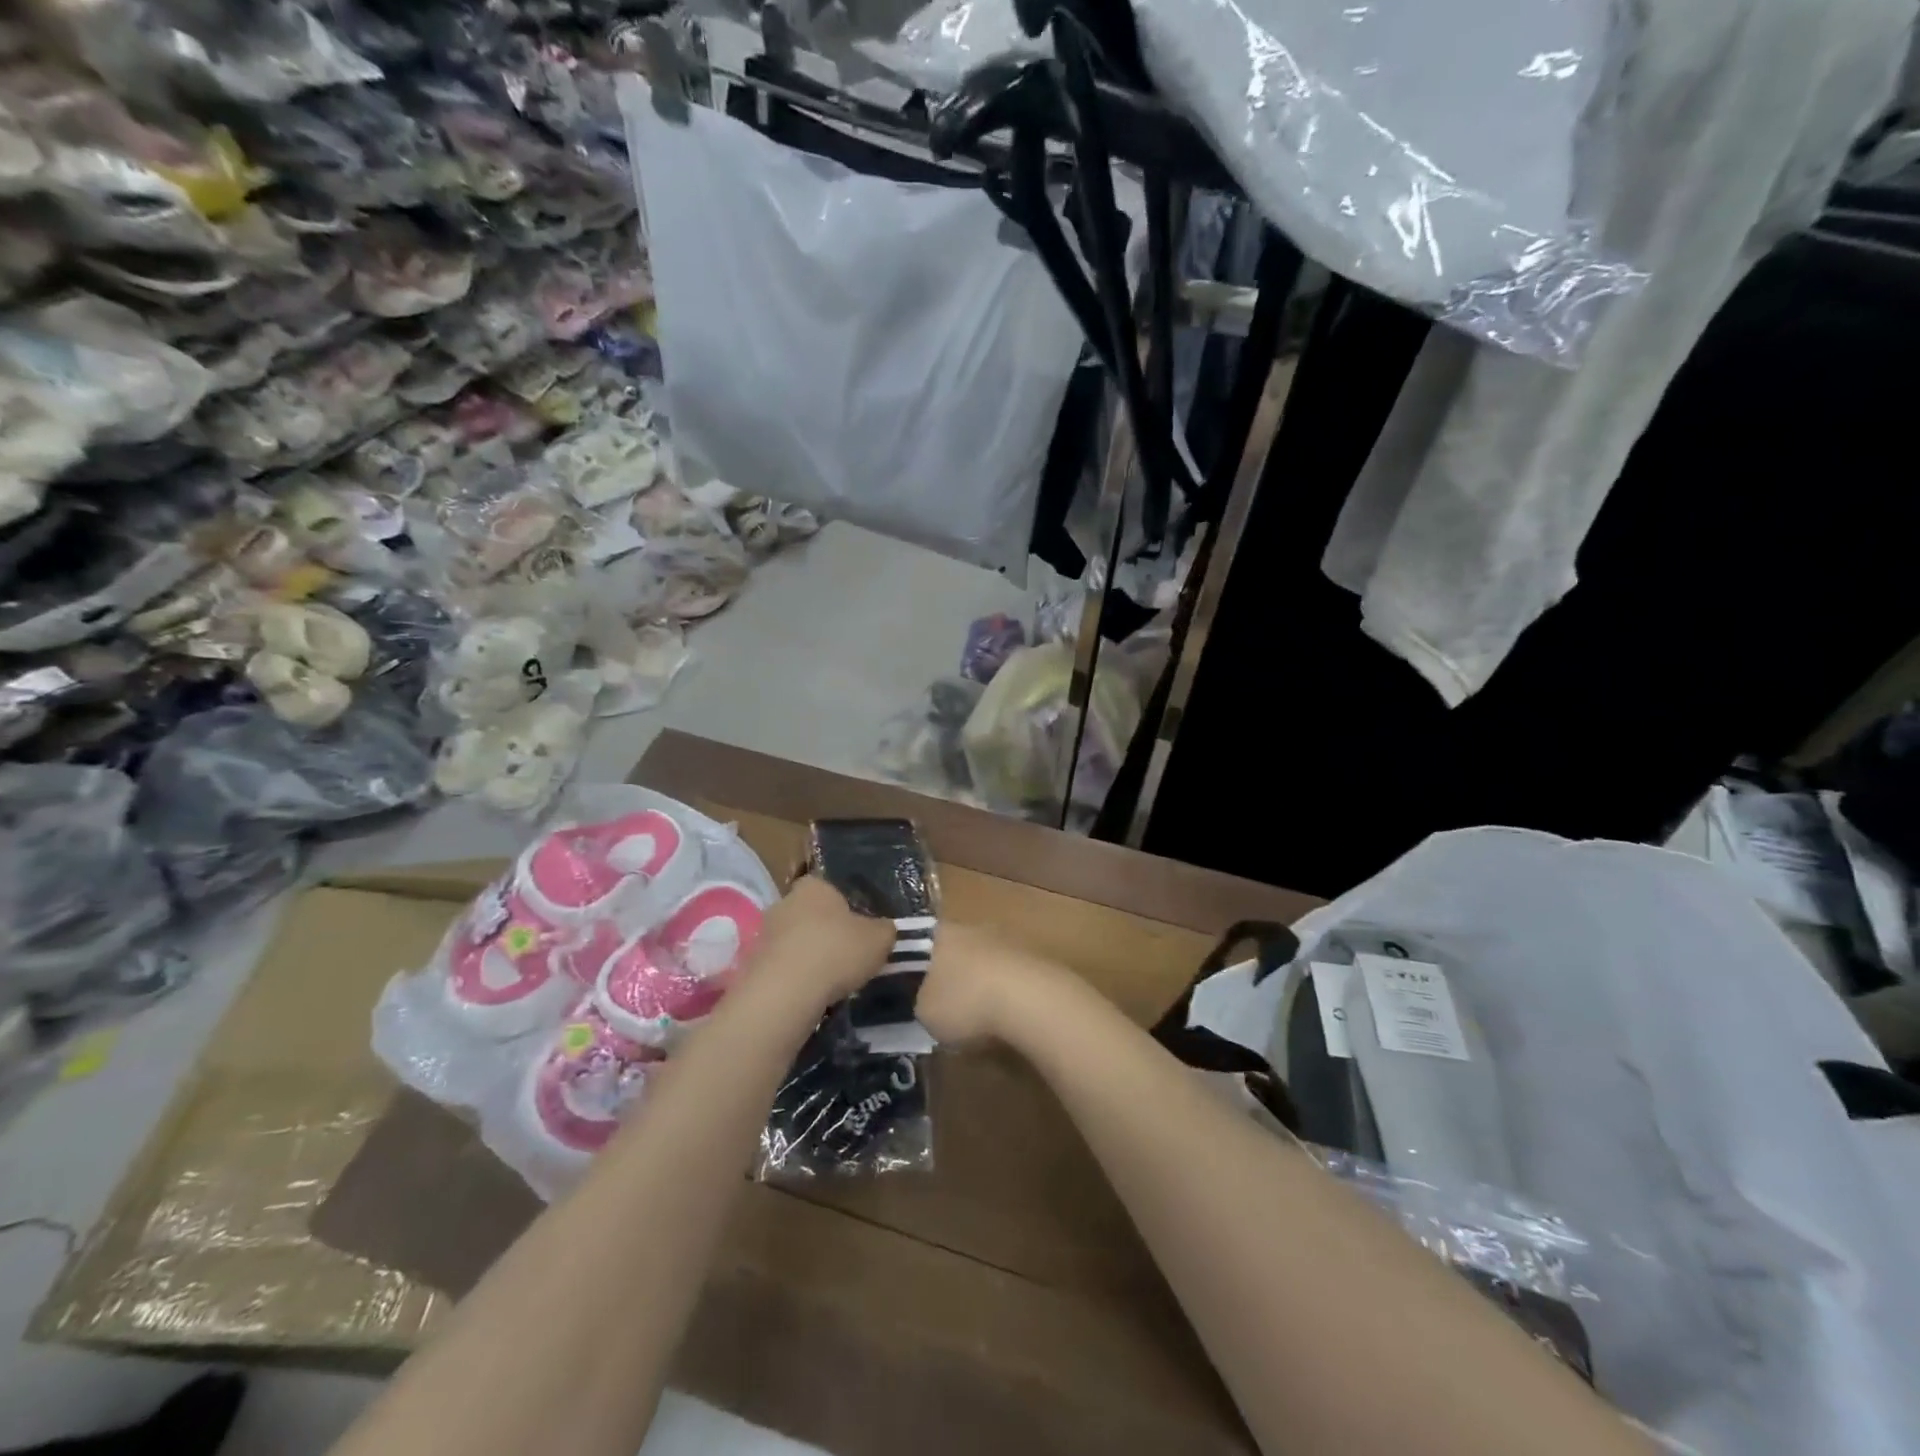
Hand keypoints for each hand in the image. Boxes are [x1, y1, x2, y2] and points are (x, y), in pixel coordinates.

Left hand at [748, 875, 897, 1004]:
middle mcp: (784, 901)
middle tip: (848, 956)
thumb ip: (885, 930)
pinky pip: (782, 966)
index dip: (848, 909)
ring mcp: (764, 932)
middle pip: (811, 914)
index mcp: (814, 886)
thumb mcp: (879, 939)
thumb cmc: (837, 951)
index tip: (860, 931)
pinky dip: (795, 977)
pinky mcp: (752, 963)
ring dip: (809, 956)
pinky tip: (810, 995)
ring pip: (795, 941)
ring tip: (831, 981)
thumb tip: (885, 929)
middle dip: (826, 932)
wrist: (785, 992)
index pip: (831, 889)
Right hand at [917, 922, 1069, 1044]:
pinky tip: (1000, 1016)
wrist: (1031, 1000)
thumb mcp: (923, 1012)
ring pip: (979, 959)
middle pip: (948, 949)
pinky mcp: (1031, 957)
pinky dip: (1000, 991)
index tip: (902, 989)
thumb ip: (916, 1001)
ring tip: (971, 1015)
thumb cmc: (965, 1001)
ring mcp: (1003, 938)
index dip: (904, 967)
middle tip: (938, 1005)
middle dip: (944, 974)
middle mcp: (969, 927)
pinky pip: (1004, 973)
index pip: (911, 943)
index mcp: (936, 933)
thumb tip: (920, 1000)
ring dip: (975, 982)